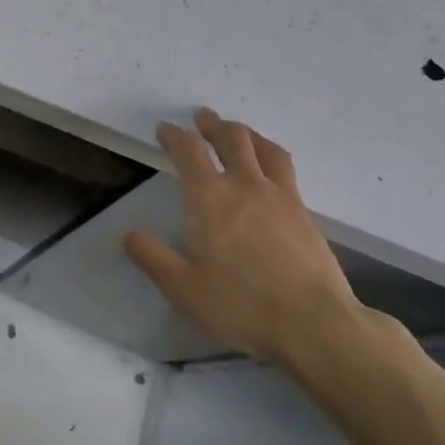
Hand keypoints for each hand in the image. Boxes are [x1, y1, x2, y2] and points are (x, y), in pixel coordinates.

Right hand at [123, 109, 359, 367]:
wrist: (316, 325)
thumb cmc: (241, 305)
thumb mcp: (183, 289)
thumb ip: (152, 257)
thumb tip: (128, 234)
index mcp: (208, 197)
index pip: (188, 150)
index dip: (174, 135)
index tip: (165, 129)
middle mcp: (244, 185)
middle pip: (231, 138)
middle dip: (213, 124)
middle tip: (203, 118)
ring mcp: (280, 197)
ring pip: (264, 148)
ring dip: (246, 133)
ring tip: (238, 132)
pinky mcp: (305, 213)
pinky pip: (285, 169)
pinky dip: (270, 156)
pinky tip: (270, 169)